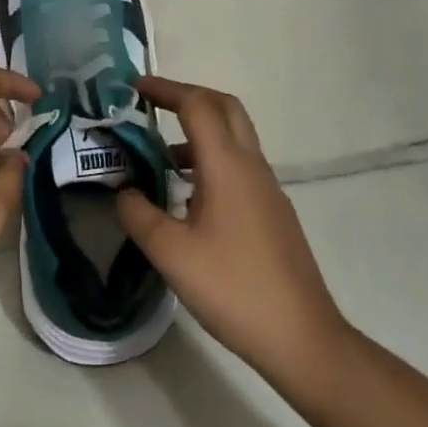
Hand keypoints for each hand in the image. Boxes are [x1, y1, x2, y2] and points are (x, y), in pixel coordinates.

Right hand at [116, 77, 348, 382]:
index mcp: (227, 165)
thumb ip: (139, 214)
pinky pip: (239, 165)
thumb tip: (125, 190)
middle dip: (188, 97)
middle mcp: (251, 165)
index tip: (134, 87)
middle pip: (224, 107)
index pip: (197, 105)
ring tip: (159, 155)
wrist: (302, 338)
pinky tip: (188, 196)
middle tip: (153, 105)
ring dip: (199, 130)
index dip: (165, 89)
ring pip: (234, 137)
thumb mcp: (171, 253)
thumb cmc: (233, 289)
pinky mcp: (273, 211)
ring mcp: (267, 188)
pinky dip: (210, 159)